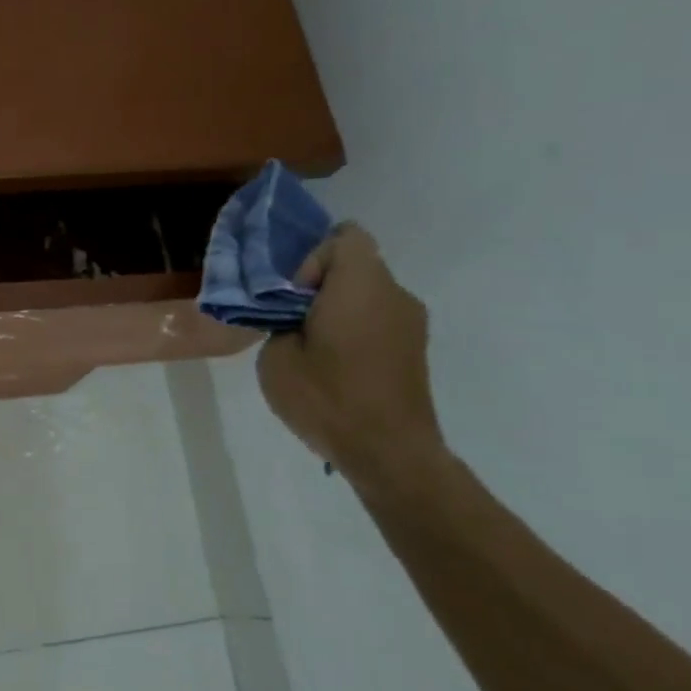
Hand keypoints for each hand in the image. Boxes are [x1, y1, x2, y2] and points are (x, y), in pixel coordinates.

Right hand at [257, 224, 447, 490]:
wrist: (389, 453)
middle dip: (320, 287)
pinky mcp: (415, 350)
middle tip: (292, 323)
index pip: (345, 237)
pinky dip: (355, 332)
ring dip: (337, 311)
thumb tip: (293, 319)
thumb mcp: (276, 357)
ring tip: (311, 351)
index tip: (295, 298)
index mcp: (361, 284)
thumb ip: (279, 323)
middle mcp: (395, 294)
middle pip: (355, 266)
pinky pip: (378, 321)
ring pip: (366, 295)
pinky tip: (335, 369)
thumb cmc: (328, 397)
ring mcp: (412, 323)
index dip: (313, 259)